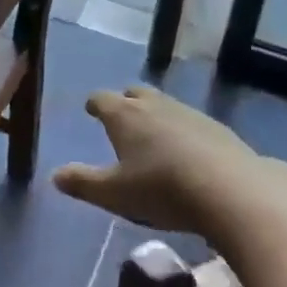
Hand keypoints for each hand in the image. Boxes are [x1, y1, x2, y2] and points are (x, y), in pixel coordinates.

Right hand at [53, 86, 286, 243]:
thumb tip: (55, 176)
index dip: (94, 104)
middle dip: (126, 102)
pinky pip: (191, 121)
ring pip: (165, 104)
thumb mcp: (114, 194)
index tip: (91, 110)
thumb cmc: (162, 189)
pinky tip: (188, 152)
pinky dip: (182, 131)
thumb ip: (83, 183)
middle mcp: (154, 105)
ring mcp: (189, 113)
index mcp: (124, 115)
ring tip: (154, 136)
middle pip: (135, 92)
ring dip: (156, 115)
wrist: (231, 190)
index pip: (102, 99)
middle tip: (122, 117)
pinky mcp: (217, 128)